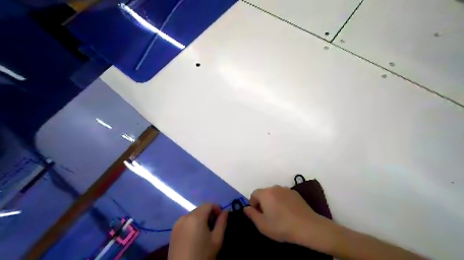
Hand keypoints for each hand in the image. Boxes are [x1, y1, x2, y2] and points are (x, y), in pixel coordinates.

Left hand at [170, 204, 228, 258]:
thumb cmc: (203, 255)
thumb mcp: (217, 239)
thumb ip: (222, 223)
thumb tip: (225, 212)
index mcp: (196, 217)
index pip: (209, 205)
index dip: (217, 209)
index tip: (222, 219)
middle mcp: (185, 216)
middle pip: (200, 209)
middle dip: (209, 214)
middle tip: (215, 226)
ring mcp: (177, 224)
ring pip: (193, 215)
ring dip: (201, 219)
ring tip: (206, 232)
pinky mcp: (173, 231)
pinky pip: (186, 222)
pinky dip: (193, 224)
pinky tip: (196, 236)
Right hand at [244, 185, 334, 250]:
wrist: (307, 226)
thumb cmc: (281, 226)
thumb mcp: (262, 224)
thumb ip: (251, 214)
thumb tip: (246, 208)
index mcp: (265, 193)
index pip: (254, 194)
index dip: (253, 204)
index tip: (257, 215)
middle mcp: (275, 188)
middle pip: (264, 193)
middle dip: (263, 203)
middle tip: (267, 216)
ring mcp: (287, 189)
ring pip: (274, 194)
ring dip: (273, 202)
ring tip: (278, 215)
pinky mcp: (296, 194)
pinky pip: (284, 196)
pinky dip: (282, 201)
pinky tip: (288, 213)